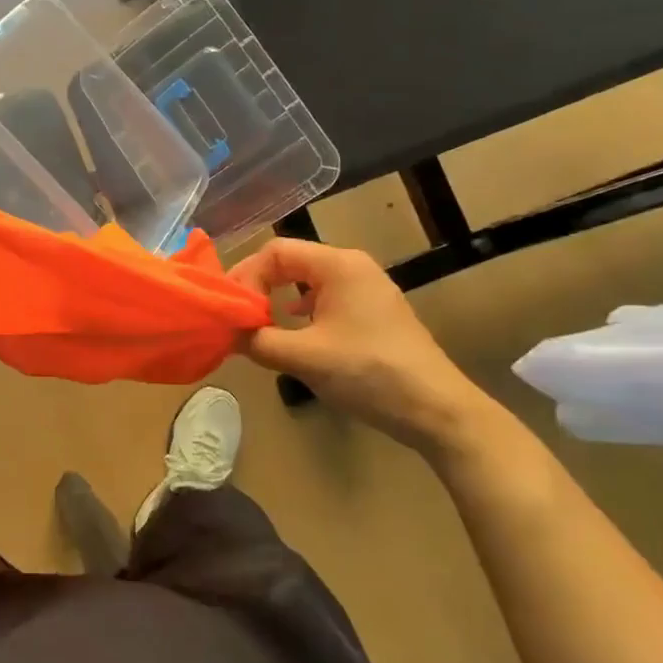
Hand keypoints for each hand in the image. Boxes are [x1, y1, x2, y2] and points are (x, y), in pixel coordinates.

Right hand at [229, 239, 491, 454]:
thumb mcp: (303, 357)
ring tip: (258, 327)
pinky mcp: (373, 314)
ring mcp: (366, 290)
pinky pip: (324, 300)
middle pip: (290, 262)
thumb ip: (257, 340)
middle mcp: (352, 267)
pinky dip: (299, 312)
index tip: (230, 309)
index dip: (245, 276)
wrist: (436, 411)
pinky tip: (294, 335)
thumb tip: (225, 333)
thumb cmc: (369, 373)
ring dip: (277, 300)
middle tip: (236, 317)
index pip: (275, 251)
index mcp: (338, 265)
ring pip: (306, 282)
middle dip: (258, 287)